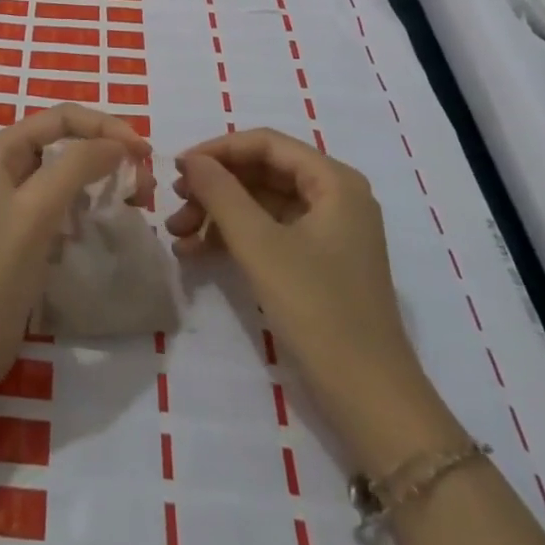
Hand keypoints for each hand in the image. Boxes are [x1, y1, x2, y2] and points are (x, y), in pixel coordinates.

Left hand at [0, 104, 152, 394]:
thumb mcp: (38, 209)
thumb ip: (77, 166)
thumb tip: (118, 143)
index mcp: (2, 149)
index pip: (62, 117)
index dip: (105, 126)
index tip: (144, 151)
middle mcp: (7, 166)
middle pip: (66, 140)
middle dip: (107, 150)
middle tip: (145, 179)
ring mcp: (15, 200)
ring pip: (68, 172)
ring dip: (103, 177)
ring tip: (136, 199)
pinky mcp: (26, 231)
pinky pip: (64, 203)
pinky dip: (90, 204)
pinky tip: (108, 221)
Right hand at [167, 130, 447, 463]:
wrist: (370, 401)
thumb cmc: (318, 310)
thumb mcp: (260, 245)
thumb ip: (221, 193)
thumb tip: (191, 160)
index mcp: (334, 181)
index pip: (266, 143)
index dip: (218, 150)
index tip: (177, 168)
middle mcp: (335, 196)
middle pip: (262, 172)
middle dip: (214, 188)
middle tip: (174, 205)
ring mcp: (328, 231)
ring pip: (261, 204)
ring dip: (217, 215)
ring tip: (177, 235)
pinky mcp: (319, 263)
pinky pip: (269, 233)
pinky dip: (234, 239)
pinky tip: (196, 254)